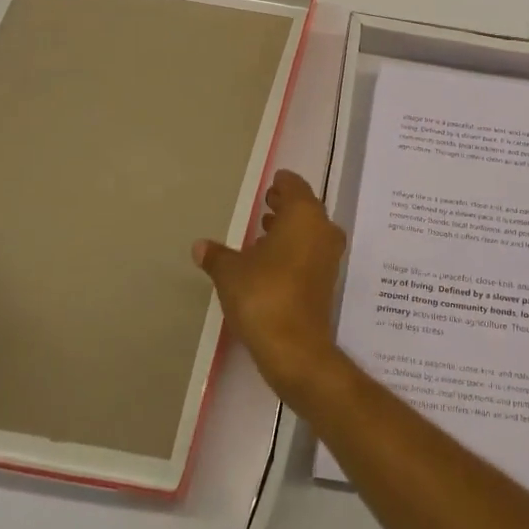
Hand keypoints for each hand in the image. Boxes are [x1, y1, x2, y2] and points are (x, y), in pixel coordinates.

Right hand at [194, 170, 347, 403]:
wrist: (294, 346)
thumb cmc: (262, 295)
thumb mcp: (230, 272)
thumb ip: (216, 255)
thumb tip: (199, 245)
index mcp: (304, 215)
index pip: (296, 187)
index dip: (283, 183)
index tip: (272, 182)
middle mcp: (323, 229)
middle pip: (306, 207)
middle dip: (286, 204)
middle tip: (266, 202)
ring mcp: (329, 256)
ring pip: (310, 230)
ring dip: (290, 227)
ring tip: (264, 230)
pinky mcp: (327, 280)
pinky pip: (311, 251)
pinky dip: (295, 247)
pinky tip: (272, 259)